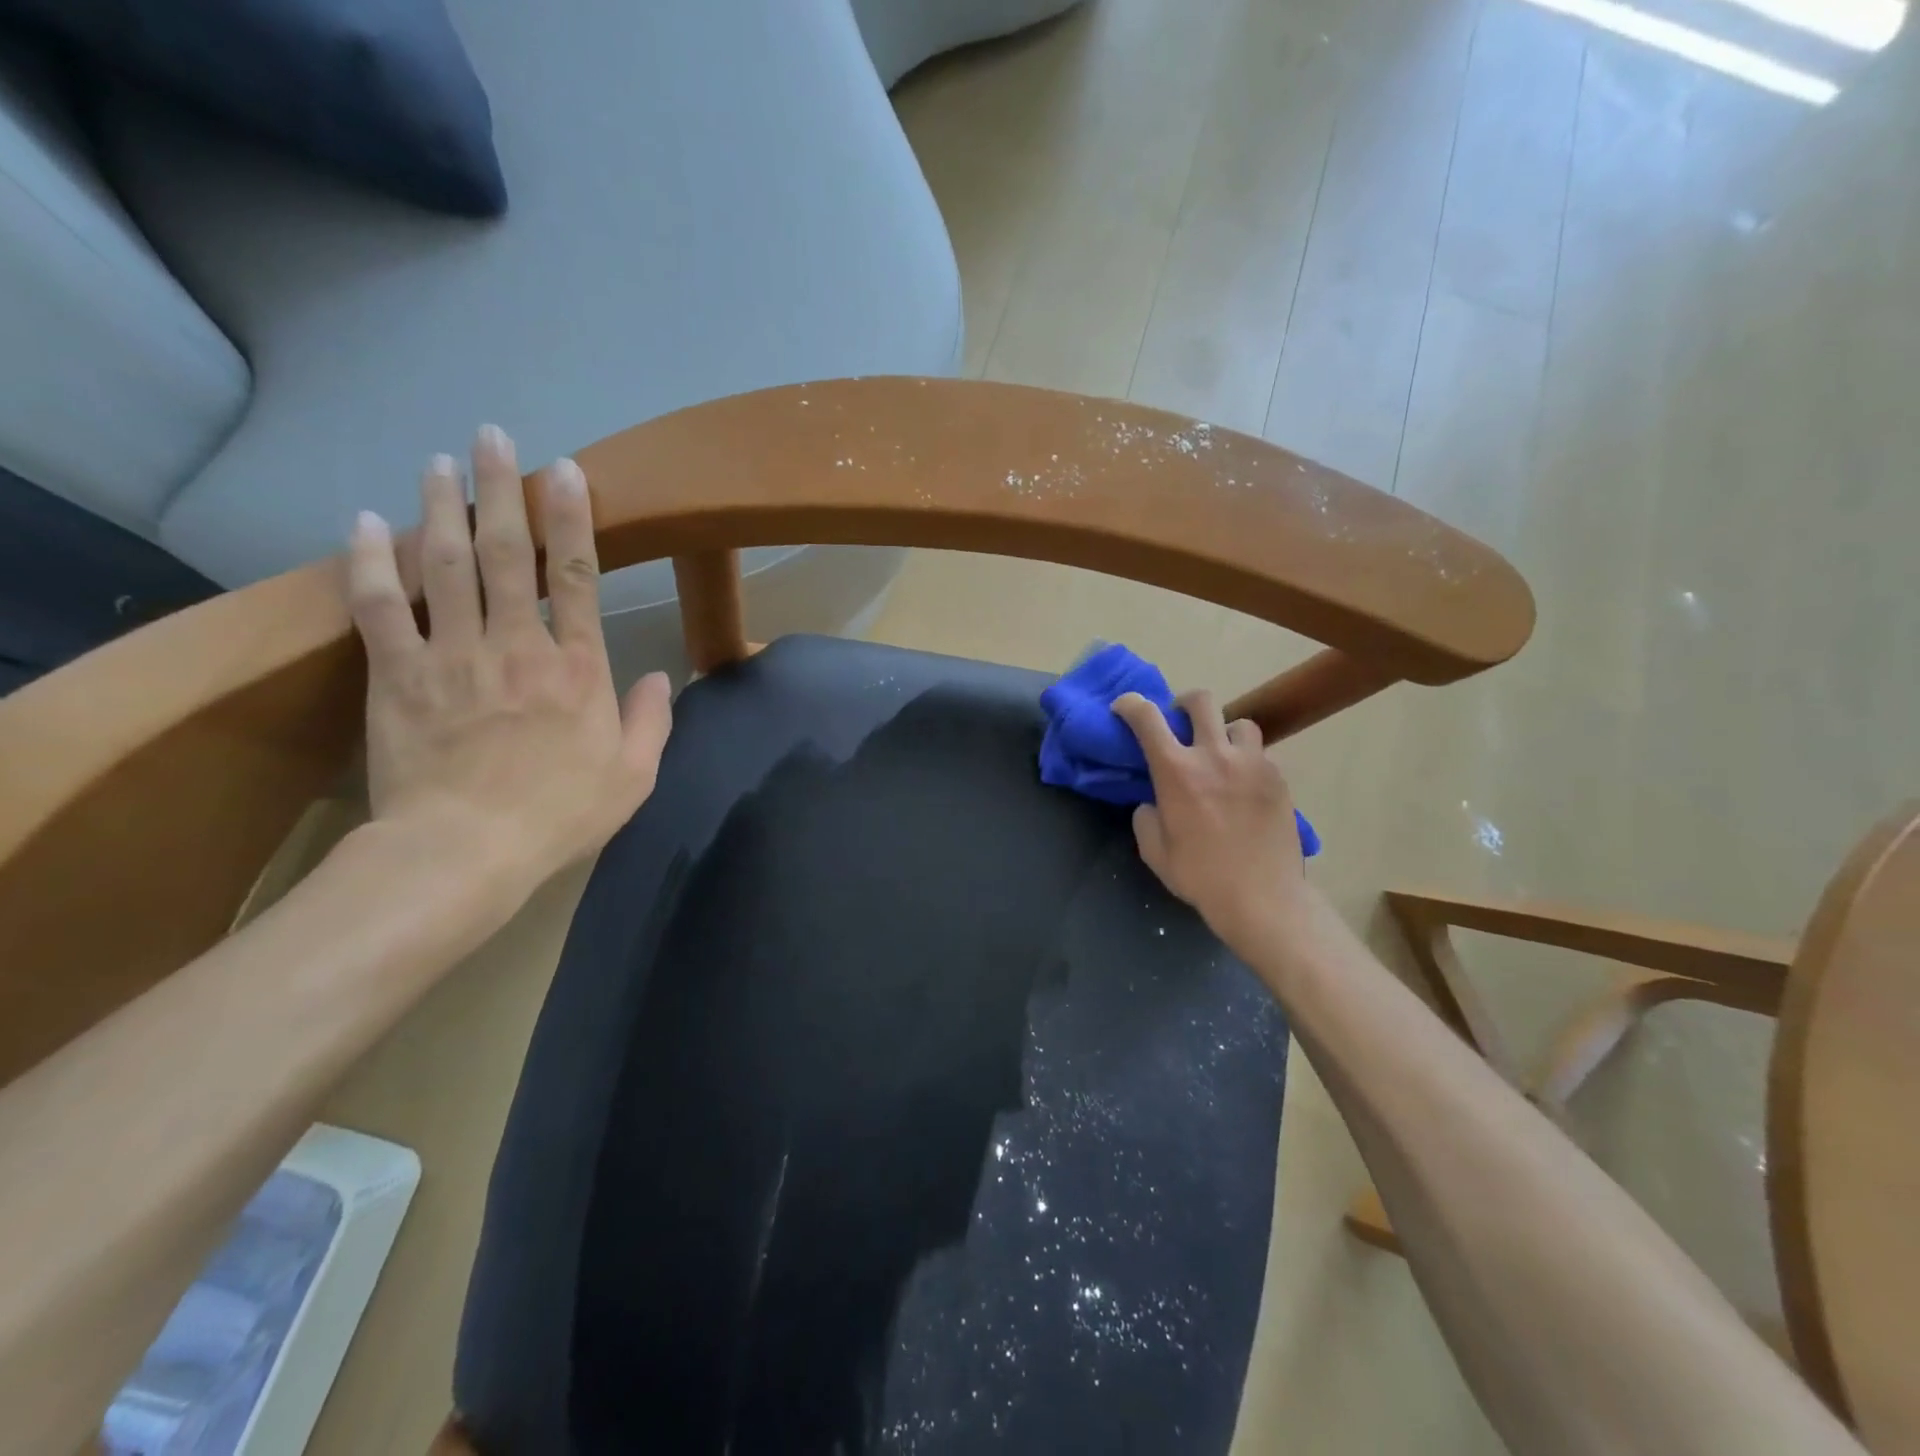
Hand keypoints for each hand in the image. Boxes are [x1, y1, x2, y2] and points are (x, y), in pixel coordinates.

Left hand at [346, 424, 671, 891]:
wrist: (464, 852)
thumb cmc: (560, 815)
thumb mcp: (633, 777)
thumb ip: (652, 721)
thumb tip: (663, 677)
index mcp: (579, 670)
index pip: (580, 579)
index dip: (574, 520)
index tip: (566, 472)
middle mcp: (518, 646)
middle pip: (509, 554)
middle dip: (502, 490)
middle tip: (492, 436)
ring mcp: (453, 656)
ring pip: (446, 565)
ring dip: (441, 507)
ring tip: (438, 460)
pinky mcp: (397, 676)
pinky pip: (381, 607)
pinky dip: (372, 562)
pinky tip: (364, 523)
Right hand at [1111, 690, 1305, 949]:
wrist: (1262, 897)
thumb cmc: (1200, 876)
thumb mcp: (1154, 850)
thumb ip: (1147, 818)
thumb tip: (1153, 803)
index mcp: (1176, 771)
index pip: (1146, 718)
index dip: (1130, 705)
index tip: (1124, 709)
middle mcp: (1214, 755)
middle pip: (1200, 701)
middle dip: (1184, 704)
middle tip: (1181, 722)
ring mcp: (1251, 763)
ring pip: (1239, 723)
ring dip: (1224, 732)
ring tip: (1221, 754)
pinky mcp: (1278, 778)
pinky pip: (1261, 753)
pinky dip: (1247, 760)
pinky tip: (1244, 785)